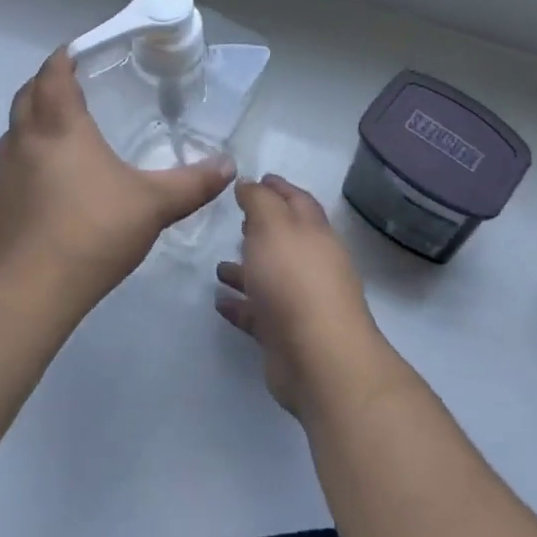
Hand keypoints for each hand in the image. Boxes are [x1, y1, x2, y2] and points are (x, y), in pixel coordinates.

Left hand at [0, 48, 234, 313]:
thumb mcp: (153, 206)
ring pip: (14, 132)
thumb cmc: (91, 232)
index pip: (53, 74)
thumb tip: (228, 165)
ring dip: (32, 122)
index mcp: (59, 127)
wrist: (26, 290)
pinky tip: (48, 185)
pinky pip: (9, 167)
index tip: (76, 51)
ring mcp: (2, 173)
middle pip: (26, 96)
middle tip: (71, 85)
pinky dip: (26, 160)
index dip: (63, 58)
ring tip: (61, 132)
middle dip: (45, 84)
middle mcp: (24, 141)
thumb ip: (192, 183)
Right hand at [215, 175, 390, 417]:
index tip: (258, 178)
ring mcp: (299, 301)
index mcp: (313, 233)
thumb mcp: (273, 226)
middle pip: (285, 239)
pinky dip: (240, 305)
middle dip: (262, 228)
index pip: (297, 201)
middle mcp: (310, 264)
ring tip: (218, 266)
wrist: (318, 358)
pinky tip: (219, 302)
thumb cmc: (294, 280)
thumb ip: (259, 201)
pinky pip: (258, 313)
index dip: (278, 188)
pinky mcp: (284, 335)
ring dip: (246, 269)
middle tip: (237, 218)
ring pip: (269, 278)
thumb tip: (251, 182)